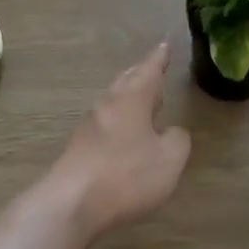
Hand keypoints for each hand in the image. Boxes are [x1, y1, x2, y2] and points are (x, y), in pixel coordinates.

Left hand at [45, 43, 191, 241]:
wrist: (71, 204)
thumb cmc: (126, 175)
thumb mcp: (169, 159)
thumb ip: (177, 140)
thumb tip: (172, 132)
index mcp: (132, 98)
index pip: (149, 69)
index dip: (160, 58)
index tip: (165, 44)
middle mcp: (108, 104)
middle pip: (127, 81)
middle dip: (142, 74)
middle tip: (155, 68)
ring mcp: (90, 126)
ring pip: (115, 101)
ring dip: (130, 97)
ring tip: (144, 99)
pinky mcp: (80, 148)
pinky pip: (107, 123)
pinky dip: (121, 119)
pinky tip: (126, 132)